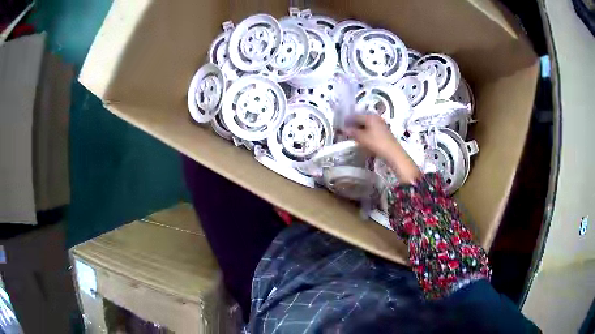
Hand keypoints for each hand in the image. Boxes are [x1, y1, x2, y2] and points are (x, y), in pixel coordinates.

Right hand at [344, 114, 399, 159]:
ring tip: (353, 135)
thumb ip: (352, 132)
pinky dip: (365, 132)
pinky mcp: (383, 131)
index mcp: (370, 116)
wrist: (393, 152)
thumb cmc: (376, 143)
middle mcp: (376, 117)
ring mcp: (381, 124)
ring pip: (367, 124)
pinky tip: (362, 138)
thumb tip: (343, 129)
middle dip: (353, 124)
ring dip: (359, 129)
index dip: (347, 121)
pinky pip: (371, 129)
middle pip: (361, 119)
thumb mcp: (362, 138)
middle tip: (346, 131)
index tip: (341, 126)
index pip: (355, 116)